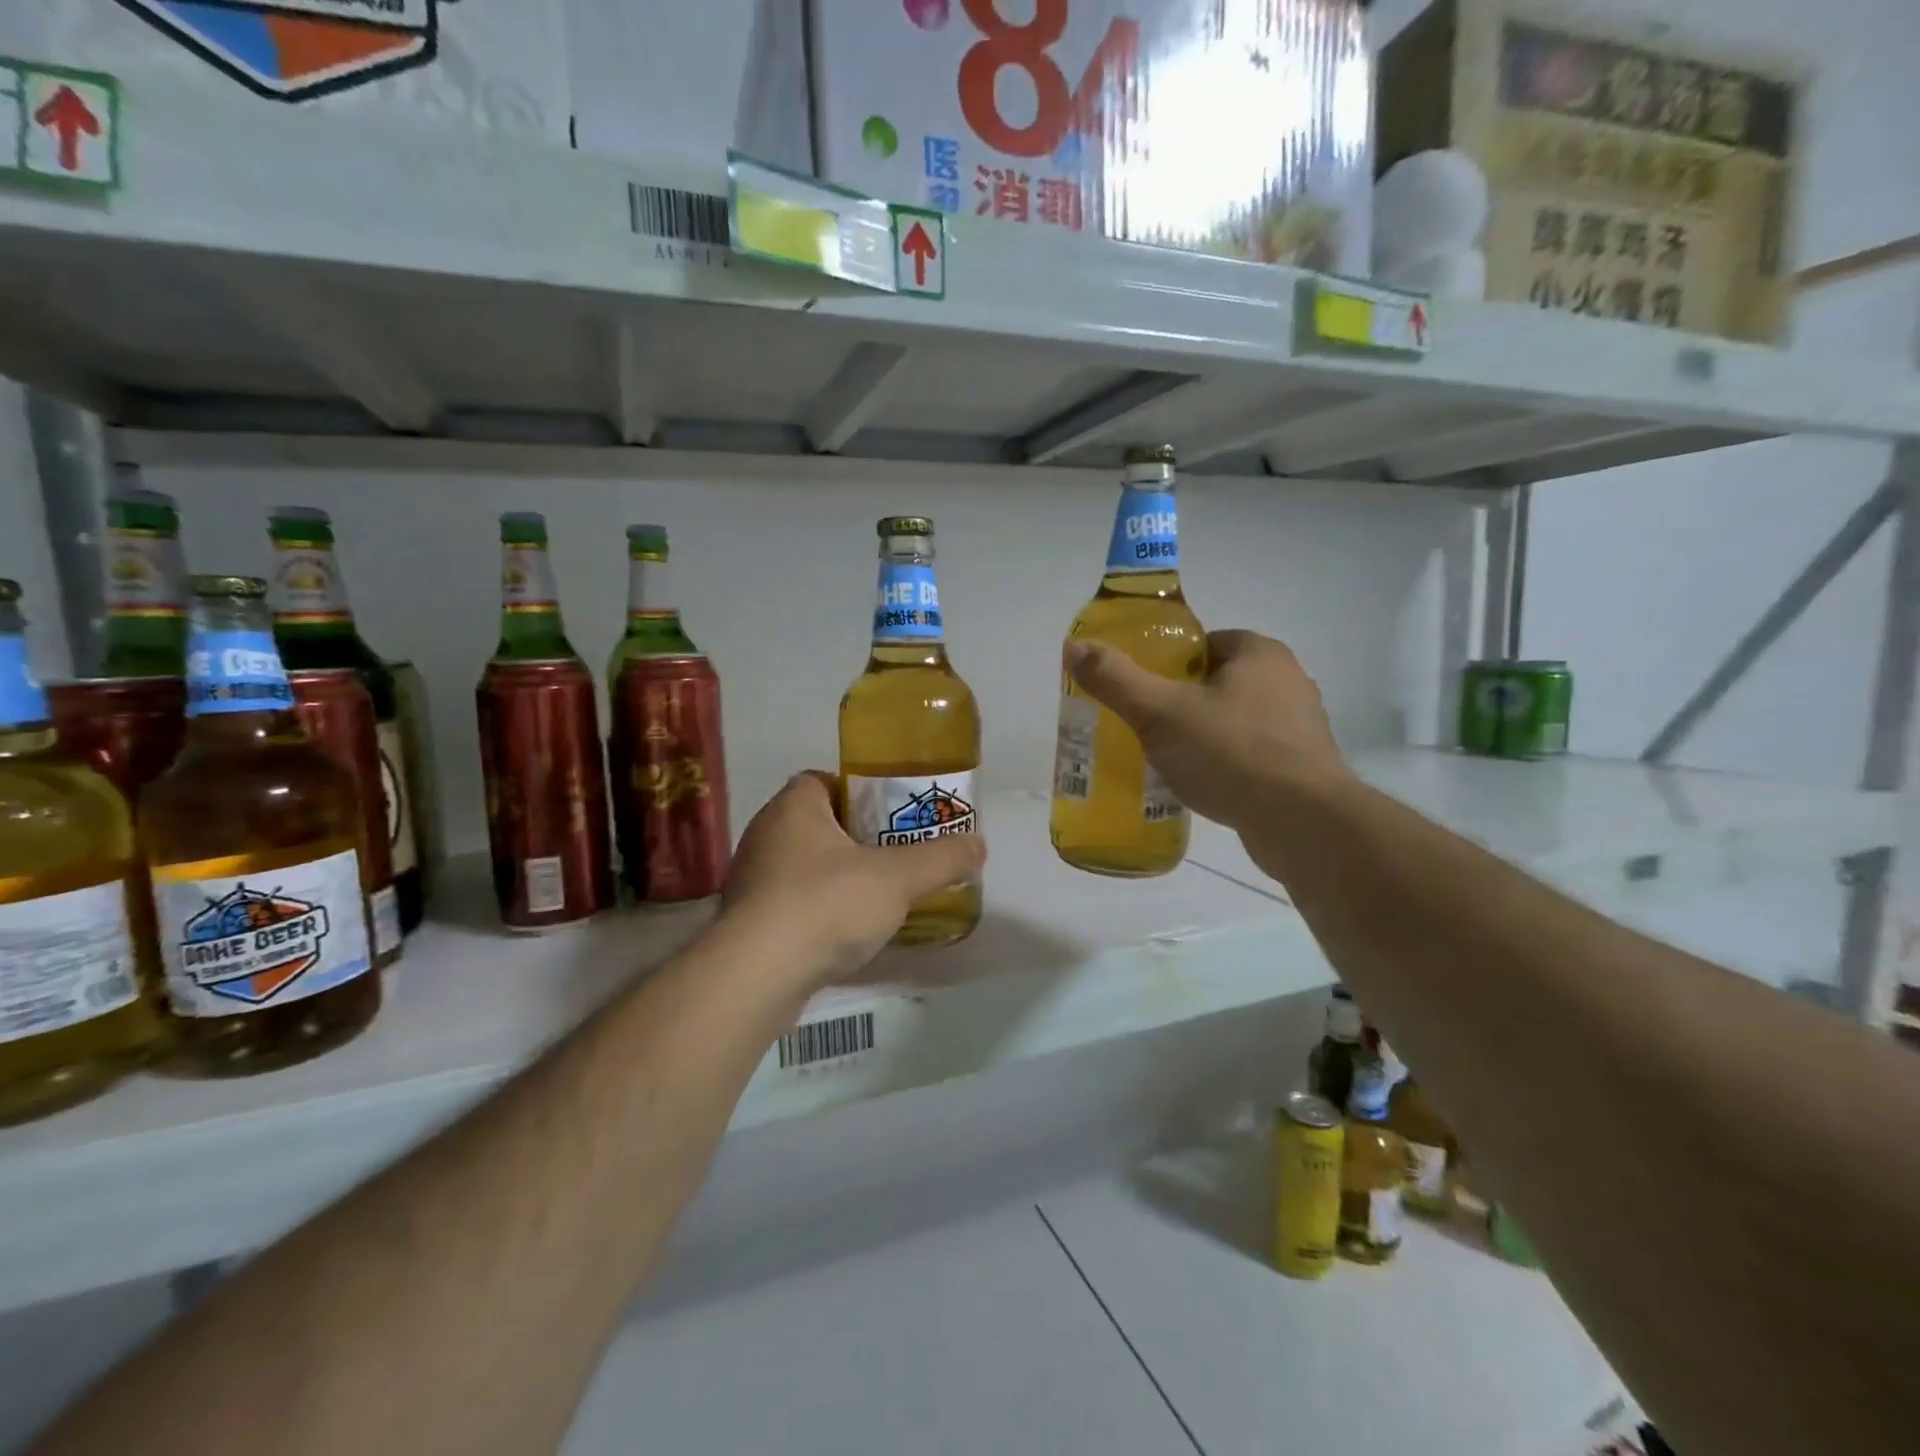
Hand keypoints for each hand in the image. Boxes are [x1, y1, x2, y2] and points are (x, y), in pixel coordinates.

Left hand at [721, 772, 985, 985]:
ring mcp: (751, 881)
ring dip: (836, 877)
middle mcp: (765, 835)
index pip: (822, 780)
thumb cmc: (826, 905)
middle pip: (817, 824)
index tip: (890, 814)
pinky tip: (845, 934)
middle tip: (895, 855)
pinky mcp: (747, 923)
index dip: (858, 791)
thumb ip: (941, 858)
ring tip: (877, 896)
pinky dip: (817, 912)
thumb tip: (980, 844)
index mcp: (793, 807)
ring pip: (803, 866)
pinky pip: (790, 904)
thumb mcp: (898, 878)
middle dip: (855, 837)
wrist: (756, 977)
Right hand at [1063, 629, 1349, 833]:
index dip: (1166, 663)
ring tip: (1165, 760)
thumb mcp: (1160, 712)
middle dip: (1179, 703)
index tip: (1140, 690)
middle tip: (1143, 727)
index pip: (1202, 644)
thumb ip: (1116, 679)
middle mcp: (1287, 681)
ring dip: (1202, 736)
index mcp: (1259, 654)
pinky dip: (1224, 765)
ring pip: (1233, 721)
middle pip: (1215, 683)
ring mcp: (1299, 727)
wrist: (1303, 823)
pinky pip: (1250, 756)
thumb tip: (1074, 646)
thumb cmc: (1231, 753)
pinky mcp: (1302, 768)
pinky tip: (1200, 786)